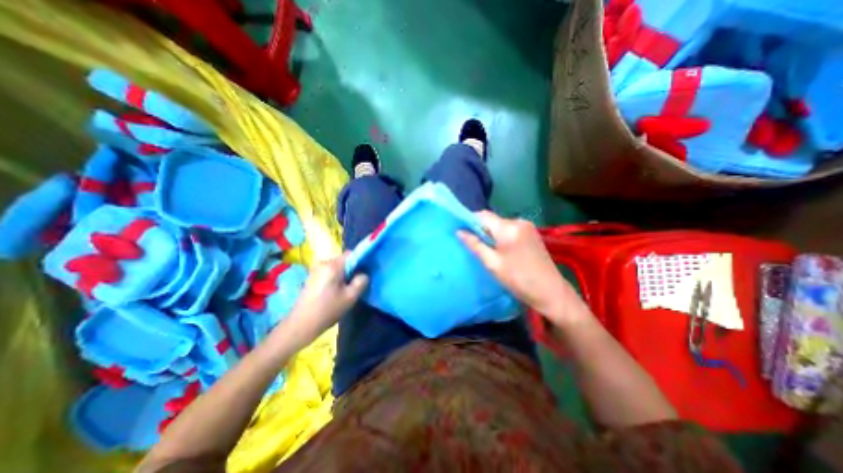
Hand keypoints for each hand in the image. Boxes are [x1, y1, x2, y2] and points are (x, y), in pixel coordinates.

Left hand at [279, 252, 367, 344]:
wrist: (301, 324)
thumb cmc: (327, 310)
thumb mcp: (350, 297)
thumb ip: (361, 282)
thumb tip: (364, 274)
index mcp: (332, 265)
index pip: (351, 254)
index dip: (360, 261)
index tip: (365, 272)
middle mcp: (323, 263)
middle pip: (344, 260)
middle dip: (352, 269)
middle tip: (356, 284)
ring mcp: (315, 269)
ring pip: (337, 266)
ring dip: (344, 274)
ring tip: (346, 289)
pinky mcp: (312, 276)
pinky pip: (329, 271)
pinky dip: (336, 277)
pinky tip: (335, 291)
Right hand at [460, 210, 586, 324]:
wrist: (551, 292)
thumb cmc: (518, 279)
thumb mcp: (492, 264)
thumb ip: (475, 245)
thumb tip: (459, 231)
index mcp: (508, 228)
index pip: (483, 215)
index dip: (470, 221)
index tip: (462, 232)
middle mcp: (519, 221)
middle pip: (492, 220)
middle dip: (481, 230)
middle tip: (474, 246)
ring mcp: (528, 227)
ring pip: (501, 225)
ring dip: (491, 234)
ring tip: (488, 251)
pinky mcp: (532, 233)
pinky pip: (510, 229)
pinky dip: (502, 236)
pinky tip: (502, 250)